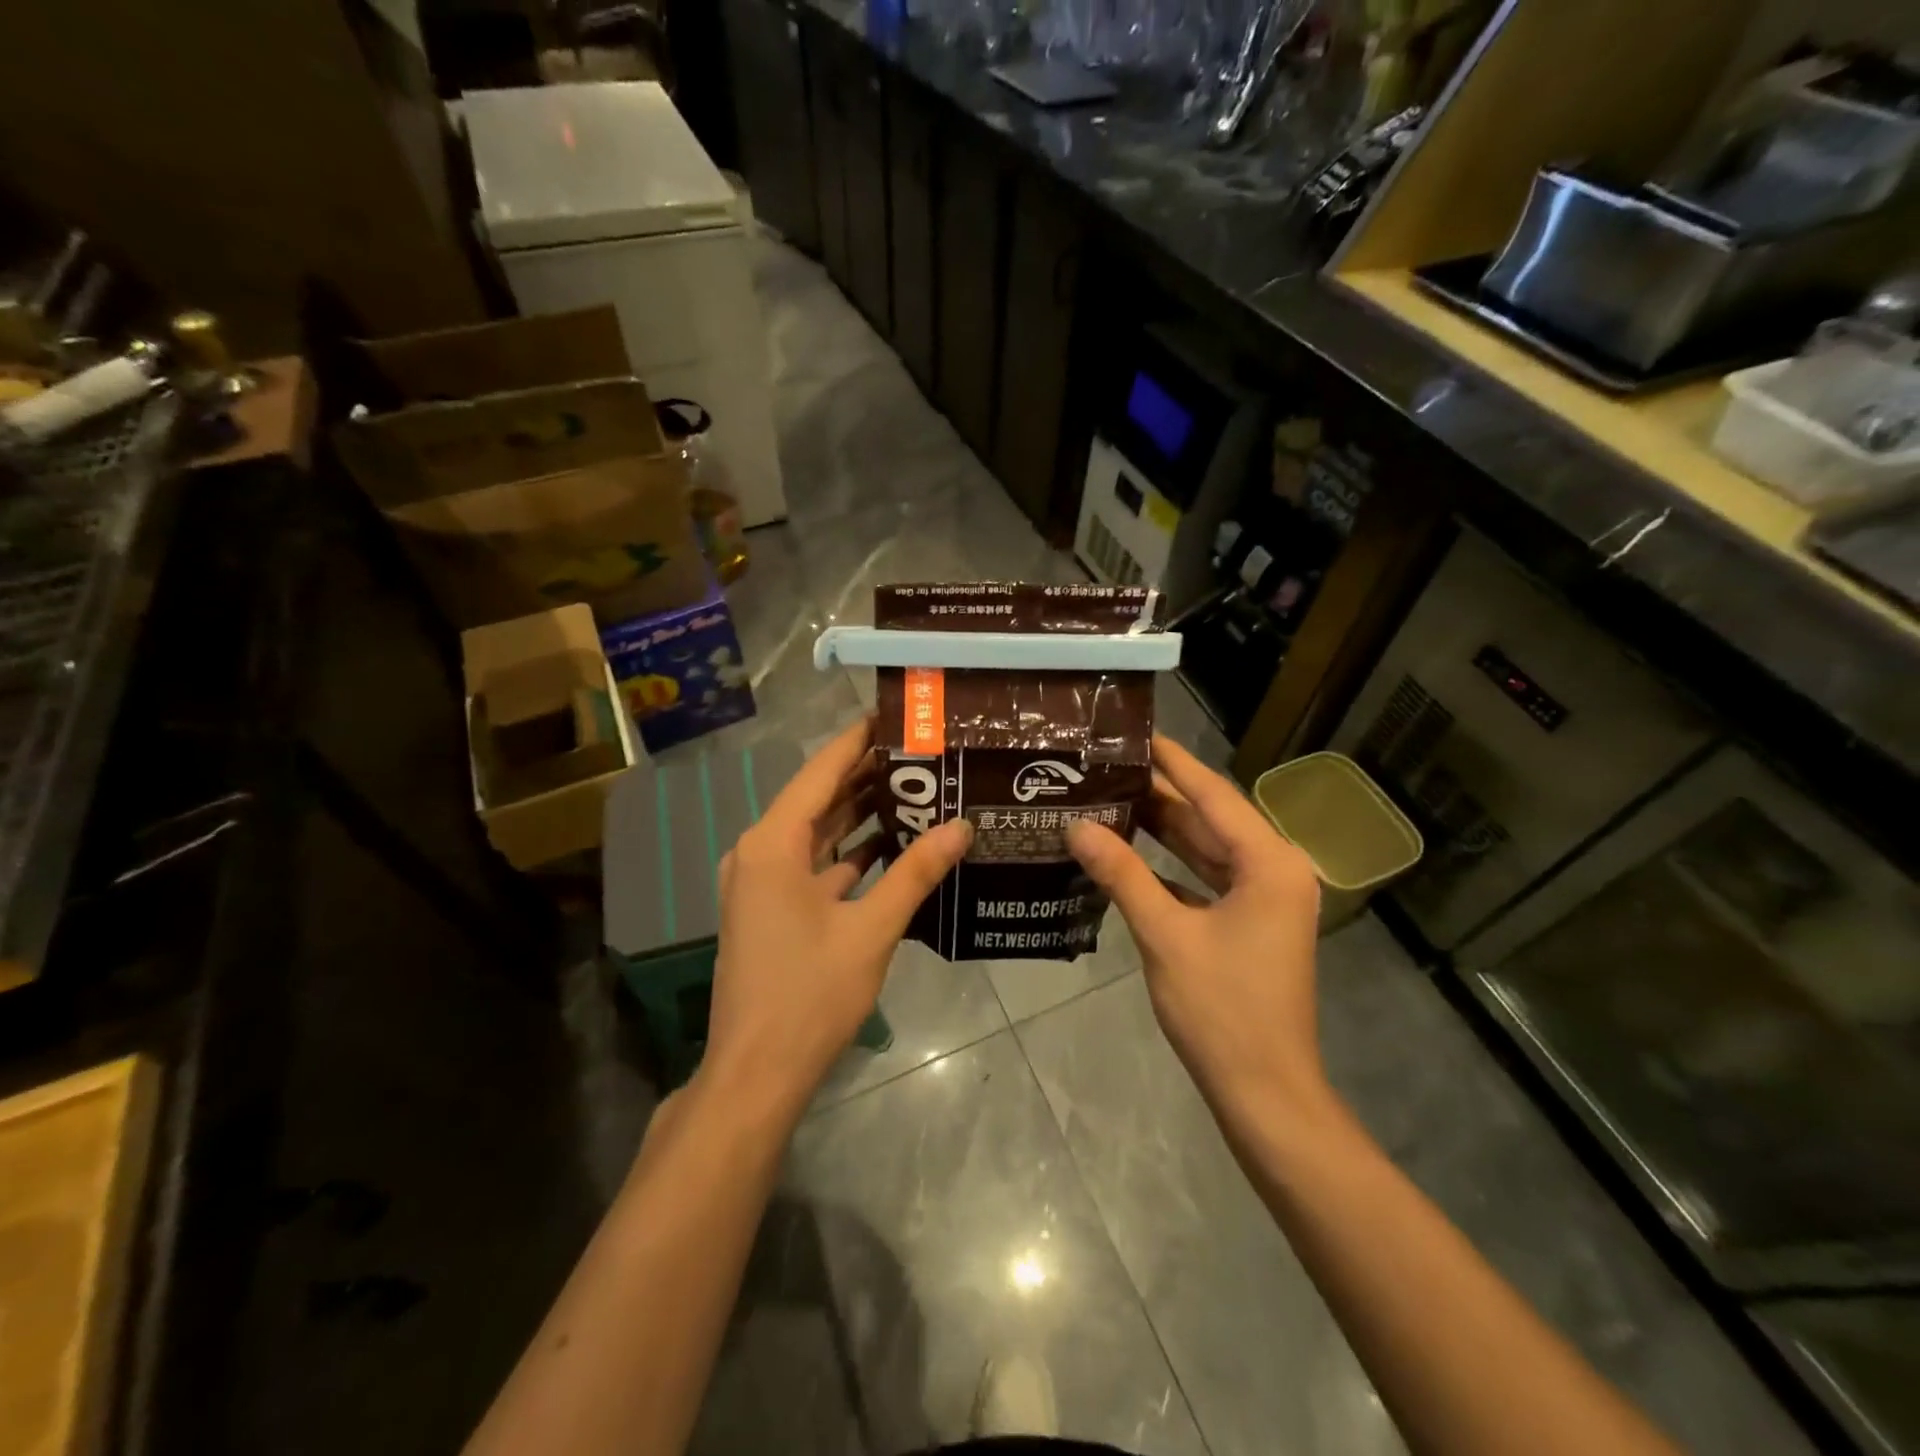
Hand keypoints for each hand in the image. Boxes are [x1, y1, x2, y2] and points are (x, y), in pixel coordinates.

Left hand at [701, 718, 971, 1118]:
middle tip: (919, 752)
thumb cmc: (810, 994)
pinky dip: (848, 852)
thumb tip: (961, 826)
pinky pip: (813, 864)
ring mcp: (761, 882)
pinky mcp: (771, 908)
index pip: (819, 772)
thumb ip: (916, 872)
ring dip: (859, 813)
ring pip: (816, 833)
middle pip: (817, 798)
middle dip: (865, 775)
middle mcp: (759, 852)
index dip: (856, 741)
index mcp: (772, 844)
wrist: (756, 1072)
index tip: (893, 715)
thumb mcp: (871, 929)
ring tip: (914, 787)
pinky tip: (891, 844)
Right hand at [1066, 735, 1328, 1119]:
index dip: (1173, 763)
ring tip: (1109, 797)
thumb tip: (1077, 827)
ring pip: (1206, 850)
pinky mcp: (1248, 923)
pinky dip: (1169, 867)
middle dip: (1160, 794)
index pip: (1214, 794)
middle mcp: (1274, 871)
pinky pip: (1205, 880)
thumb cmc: (1221, 1010)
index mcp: (1269, 863)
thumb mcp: (1165, 935)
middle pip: (1210, 819)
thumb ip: (1122, 874)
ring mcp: (1263, 899)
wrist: (1263, 1091)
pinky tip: (1126, 853)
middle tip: (1108, 766)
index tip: (1136, 734)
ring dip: (1162, 830)